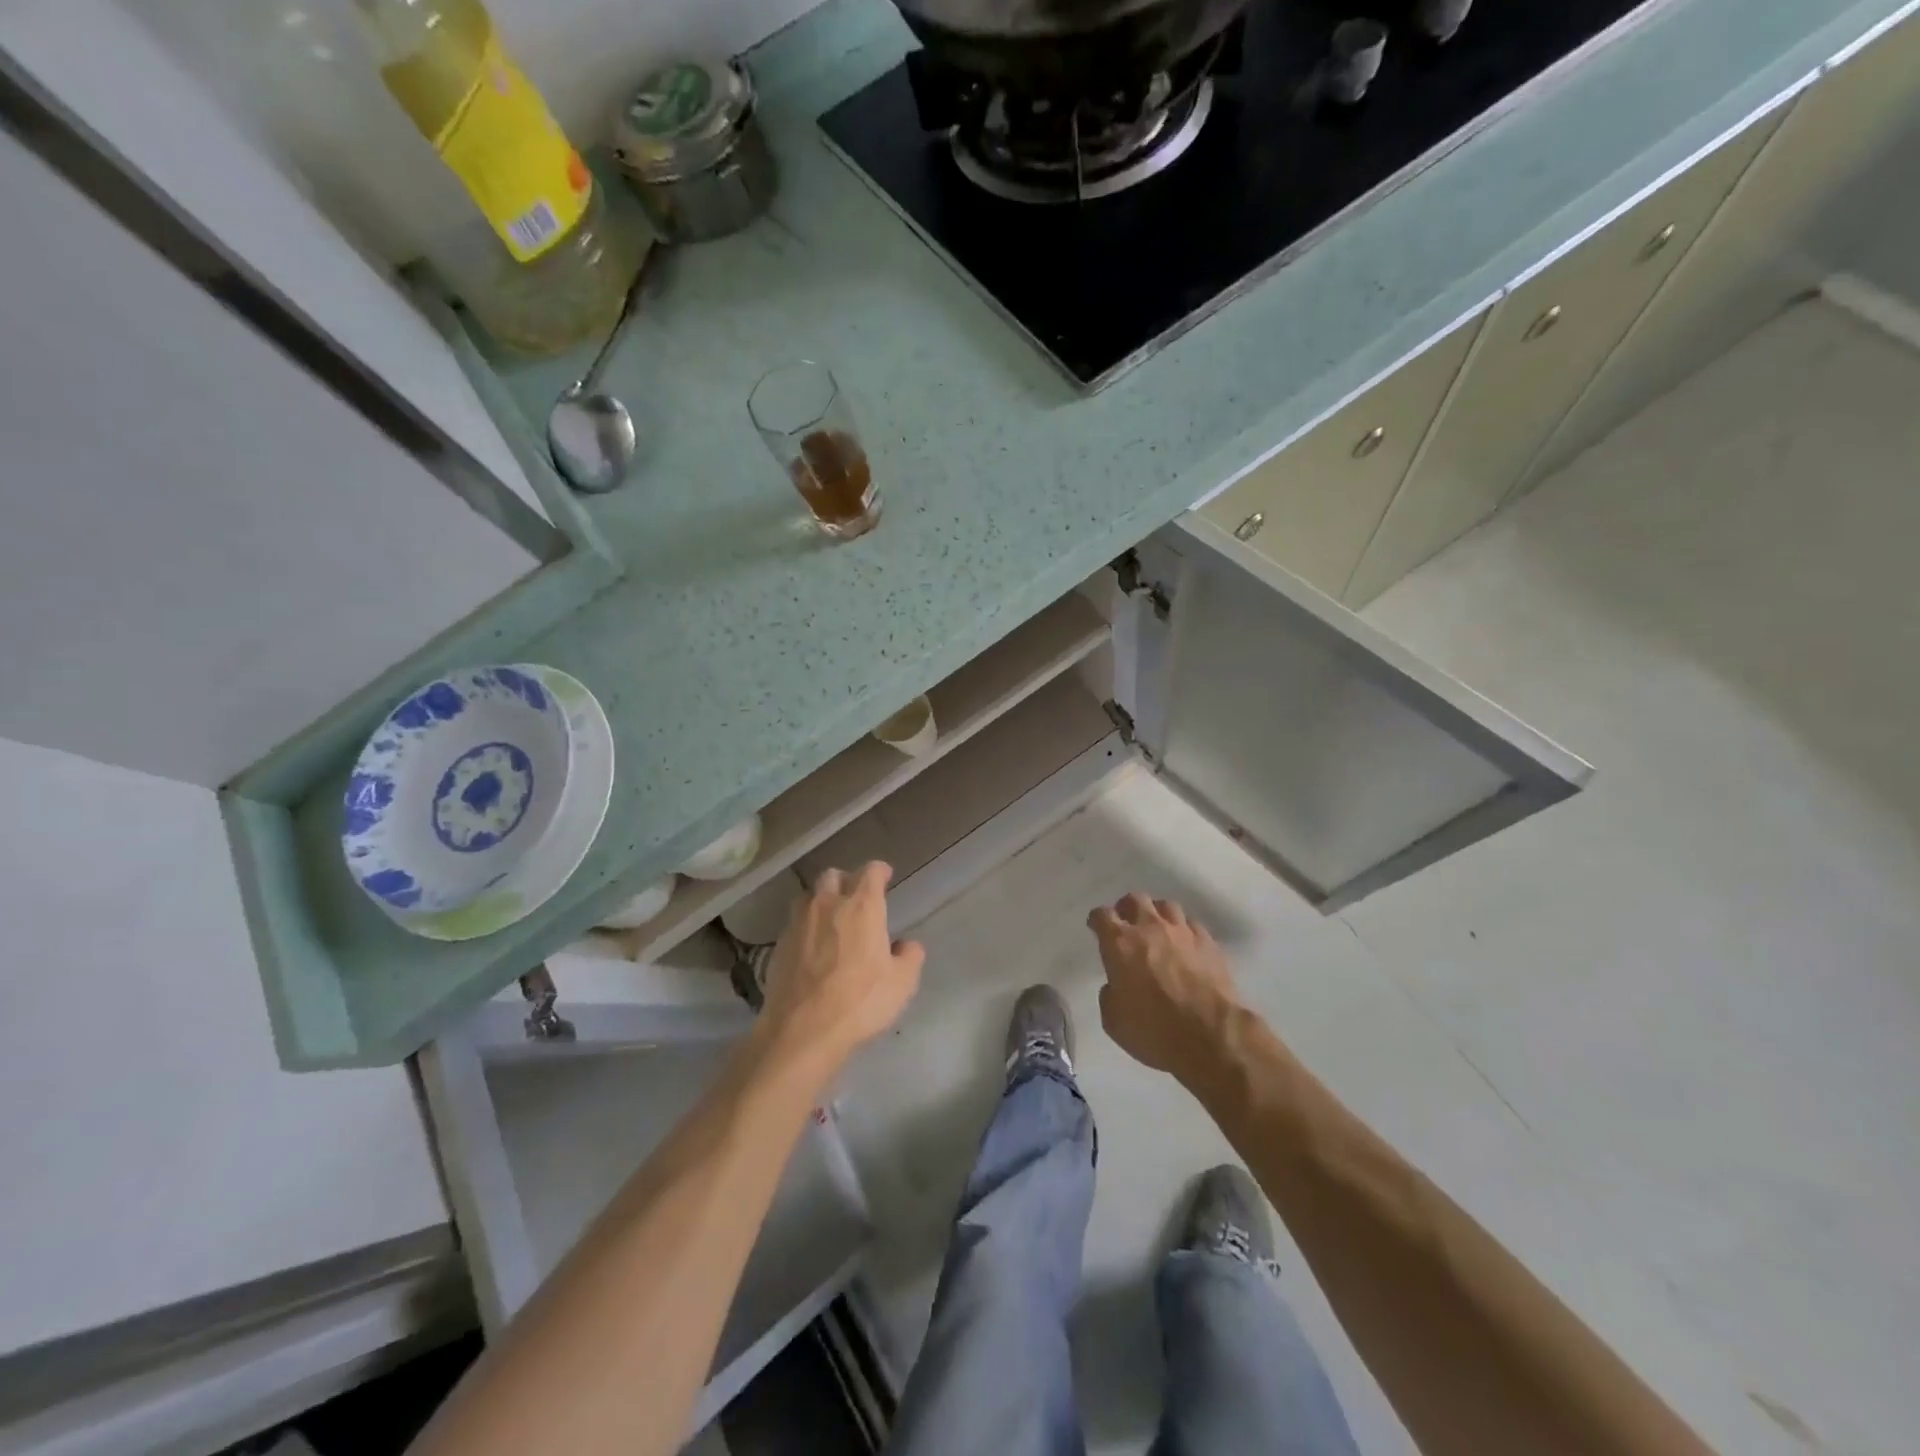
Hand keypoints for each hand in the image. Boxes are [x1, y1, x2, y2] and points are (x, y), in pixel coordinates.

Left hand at [758, 862, 923, 1072]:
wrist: (802, 1030)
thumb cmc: (860, 1001)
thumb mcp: (902, 983)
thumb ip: (909, 957)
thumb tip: (907, 945)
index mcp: (861, 906)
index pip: (870, 871)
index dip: (879, 871)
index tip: (885, 877)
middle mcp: (827, 904)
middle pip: (833, 875)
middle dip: (846, 880)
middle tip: (856, 898)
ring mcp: (798, 923)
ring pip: (808, 896)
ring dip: (821, 901)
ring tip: (830, 920)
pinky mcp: (779, 945)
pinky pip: (794, 923)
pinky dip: (805, 927)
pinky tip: (811, 947)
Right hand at [1087, 893, 1243, 1085]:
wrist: (1211, 1036)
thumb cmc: (1154, 1031)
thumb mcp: (1113, 1021)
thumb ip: (1110, 994)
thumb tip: (1116, 985)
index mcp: (1120, 943)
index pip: (1102, 915)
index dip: (1097, 920)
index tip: (1096, 927)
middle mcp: (1150, 928)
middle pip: (1135, 899)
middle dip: (1127, 908)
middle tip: (1126, 924)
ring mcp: (1183, 932)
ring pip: (1166, 906)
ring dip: (1157, 915)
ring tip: (1158, 930)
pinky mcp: (1209, 943)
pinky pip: (1192, 925)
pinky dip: (1184, 931)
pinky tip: (1185, 946)